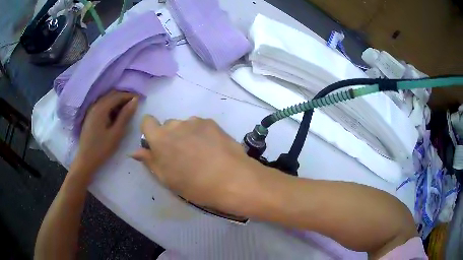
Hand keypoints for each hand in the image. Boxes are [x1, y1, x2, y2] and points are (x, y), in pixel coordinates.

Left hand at [72, 91, 138, 175]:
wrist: (86, 160)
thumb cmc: (102, 148)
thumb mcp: (116, 133)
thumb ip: (125, 115)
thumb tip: (135, 101)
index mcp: (101, 108)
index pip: (117, 96)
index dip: (130, 95)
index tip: (140, 99)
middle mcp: (95, 105)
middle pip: (111, 95)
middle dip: (124, 97)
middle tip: (135, 104)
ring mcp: (92, 110)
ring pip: (107, 99)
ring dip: (117, 101)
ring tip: (127, 109)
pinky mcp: (91, 116)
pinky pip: (102, 105)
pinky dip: (111, 106)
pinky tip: (115, 115)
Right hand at [132, 116, 266, 214]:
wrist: (232, 179)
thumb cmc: (195, 185)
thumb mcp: (167, 179)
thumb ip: (150, 161)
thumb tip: (135, 152)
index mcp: (160, 138)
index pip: (147, 122)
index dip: (150, 131)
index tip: (157, 145)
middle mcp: (176, 124)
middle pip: (167, 125)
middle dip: (170, 137)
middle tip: (181, 155)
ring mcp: (195, 121)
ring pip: (184, 125)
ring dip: (186, 135)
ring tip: (200, 153)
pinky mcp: (212, 122)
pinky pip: (200, 125)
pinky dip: (201, 134)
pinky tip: (212, 149)